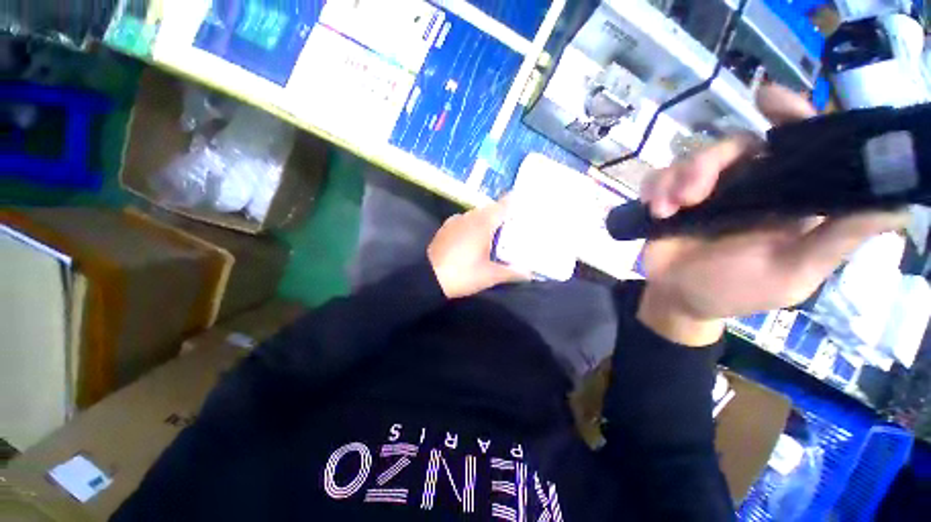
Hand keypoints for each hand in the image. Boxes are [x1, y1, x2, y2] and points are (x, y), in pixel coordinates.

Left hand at [428, 198, 530, 298]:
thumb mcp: (490, 276)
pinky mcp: (445, 228)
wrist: (428, 278)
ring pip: (477, 215)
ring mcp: (455, 221)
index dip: (516, 202)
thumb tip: (530, 274)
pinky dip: (473, 226)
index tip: (526, 205)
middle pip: (491, 209)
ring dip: (487, 221)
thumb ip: (512, 272)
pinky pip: (465, 221)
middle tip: (515, 225)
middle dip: (503, 215)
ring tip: (497, 234)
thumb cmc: (462, 274)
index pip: (504, 205)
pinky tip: (475, 240)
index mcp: (483, 222)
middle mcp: (469, 216)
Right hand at [638, 84, 908, 345]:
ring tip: (667, 211)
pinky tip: (655, 210)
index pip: (797, 145)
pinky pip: (659, 176)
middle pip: (733, 146)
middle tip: (691, 195)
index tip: (767, 99)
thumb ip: (835, 240)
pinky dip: (654, 188)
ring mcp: (706, 192)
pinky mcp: (671, 199)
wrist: (677, 298)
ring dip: (675, 180)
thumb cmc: (734, 291)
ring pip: (691, 159)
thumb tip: (898, 206)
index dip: (789, 115)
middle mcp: (747, 187)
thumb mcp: (791, 273)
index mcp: (785, 198)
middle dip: (708, 163)